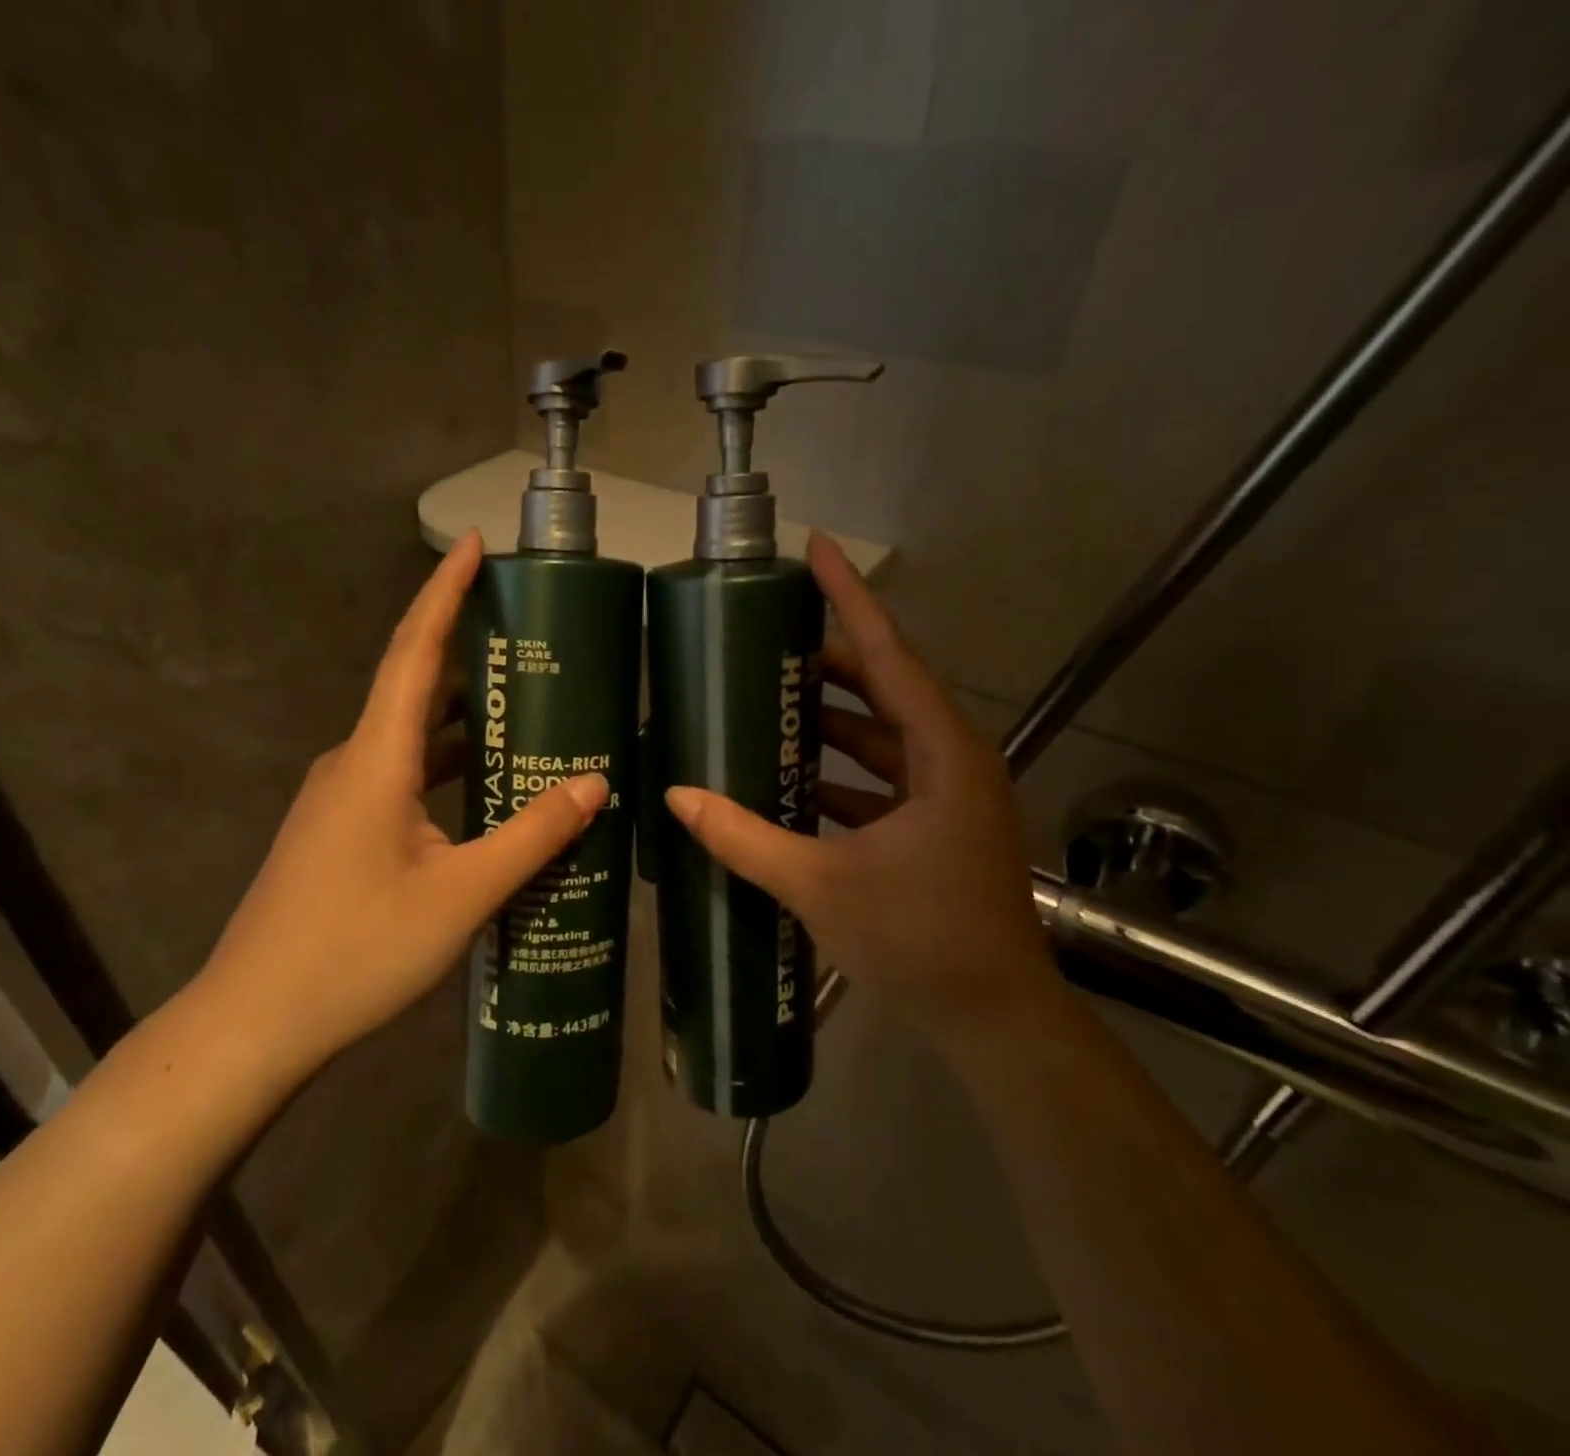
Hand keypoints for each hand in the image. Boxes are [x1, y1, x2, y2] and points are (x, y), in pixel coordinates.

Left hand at [200, 530, 607, 1070]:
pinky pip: (400, 775)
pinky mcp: (340, 831)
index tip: (477, 544)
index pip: (414, 651)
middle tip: (530, 634)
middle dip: (467, 650)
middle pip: (413, 685)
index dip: (445, 592)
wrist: (254, 1022)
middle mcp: (352, 762)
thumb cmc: (356, 952)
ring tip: (523, 706)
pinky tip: (484, 788)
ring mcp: (340, 798)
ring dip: (462, 717)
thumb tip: (593, 783)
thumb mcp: (462, 894)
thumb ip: (531, 835)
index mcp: (375, 758)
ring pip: (409, 736)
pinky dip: (444, 764)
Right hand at [664, 533, 1056, 1040]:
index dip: (850, 599)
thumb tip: (677, 795)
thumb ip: (743, 837)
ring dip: (829, 719)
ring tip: (766, 699)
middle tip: (764, 637)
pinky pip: (878, 778)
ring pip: (880, 735)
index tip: (817, 548)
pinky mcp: (934, 826)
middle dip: (828, 660)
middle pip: (884, 687)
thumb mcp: (820, 883)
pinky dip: (836, 770)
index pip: (889, 654)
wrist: (993, 1017)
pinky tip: (787, 775)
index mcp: (940, 753)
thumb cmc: (921, 939)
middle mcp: (950, 760)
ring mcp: (945, 795)